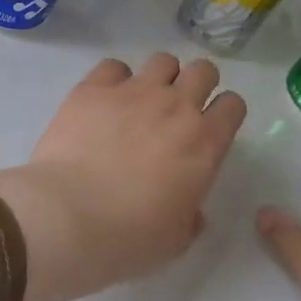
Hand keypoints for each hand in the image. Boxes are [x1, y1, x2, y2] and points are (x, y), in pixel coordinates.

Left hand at [0, 54, 246, 300]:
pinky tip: (105, 99)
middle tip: (180, 108)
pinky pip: (113, 66)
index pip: (233, 105)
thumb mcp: (176, 240)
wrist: (67, 217)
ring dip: (160, 78)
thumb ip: (191, 217)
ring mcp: (133, 92)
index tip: (212, 127)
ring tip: (143, 100)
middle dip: (198, 84)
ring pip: (162, 61)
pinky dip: (114, 79)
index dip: (225, 113)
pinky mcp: (93, 89)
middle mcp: (175, 107)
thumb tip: (191, 211)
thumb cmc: (129, 237)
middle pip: (203, 70)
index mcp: (204, 143)